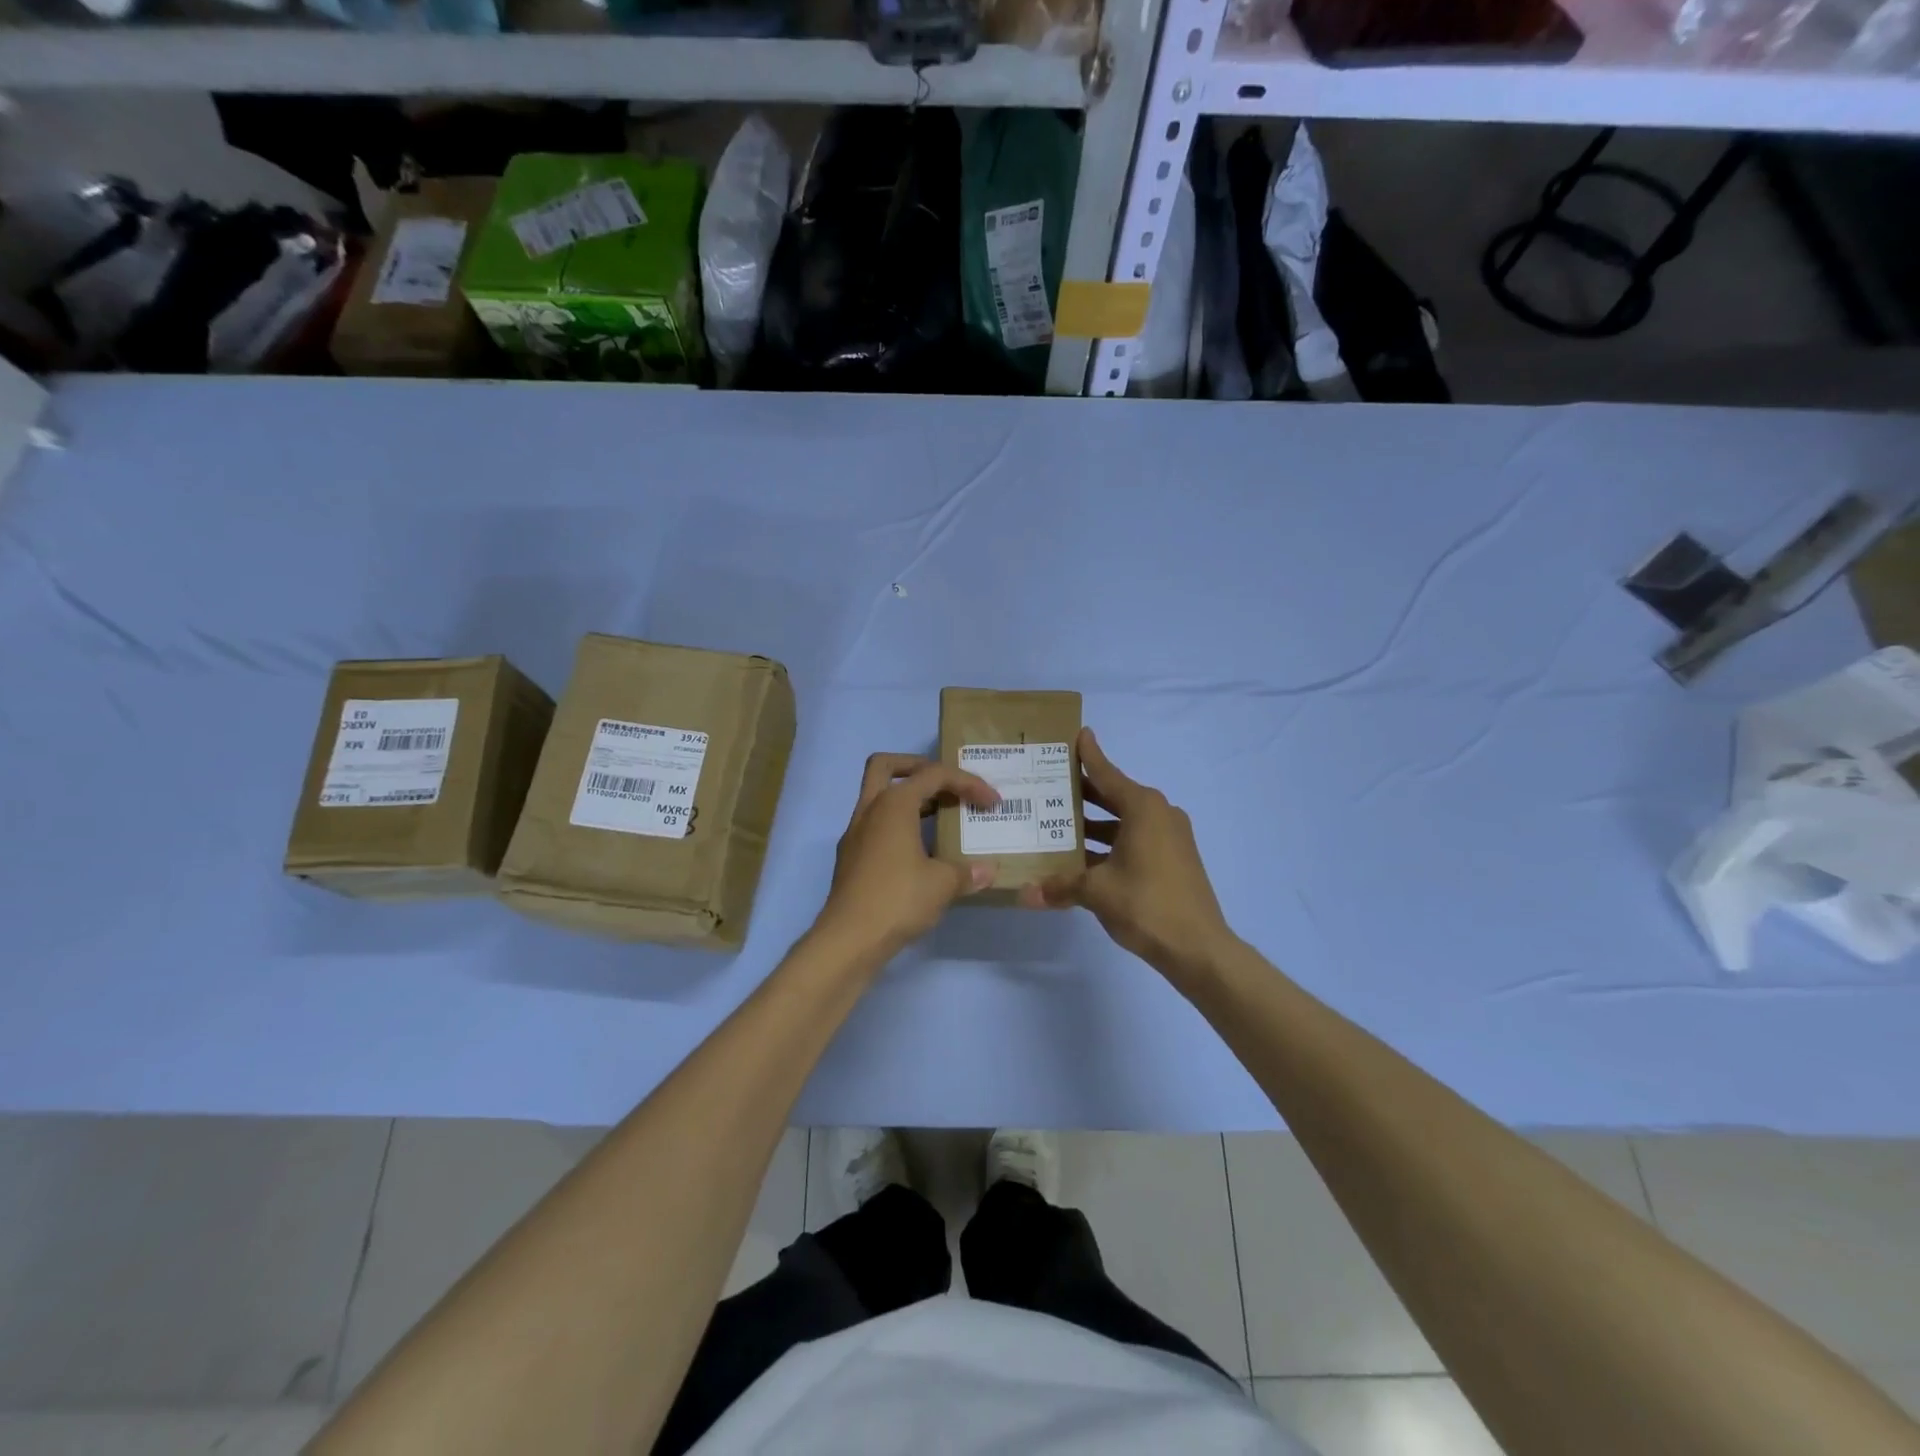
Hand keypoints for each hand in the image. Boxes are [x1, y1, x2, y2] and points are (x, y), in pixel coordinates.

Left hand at [816, 754, 999, 959]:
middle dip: (918, 767)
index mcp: (893, 804)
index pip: (934, 775)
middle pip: (886, 766)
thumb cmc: (898, 899)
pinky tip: (920, 851)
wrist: (849, 939)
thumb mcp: (942, 884)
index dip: (968, 783)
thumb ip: (967, 871)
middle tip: (945, 785)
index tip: (992, 803)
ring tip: (940, 817)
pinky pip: (876, 825)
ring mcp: (855, 833)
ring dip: (909, 799)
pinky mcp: (851, 857)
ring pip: (879, 797)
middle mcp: (870, 810)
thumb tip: (987, 870)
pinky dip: (898, 826)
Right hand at [1019, 728, 1235, 982]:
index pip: (1107, 773)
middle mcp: (1159, 814)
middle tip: (1049, 786)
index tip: (1077, 734)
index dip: (1089, 755)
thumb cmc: (1146, 904)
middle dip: (1084, 793)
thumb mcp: (1096, 891)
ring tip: (1058, 826)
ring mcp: (1170, 838)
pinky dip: (1111, 843)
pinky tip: (1084, 859)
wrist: (1199, 948)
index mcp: (1143, 808)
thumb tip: (1024, 894)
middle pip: (1114, 795)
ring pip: (1124, 821)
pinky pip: (1135, 840)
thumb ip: (1060, 886)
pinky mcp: (1174, 859)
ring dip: (1095, 824)